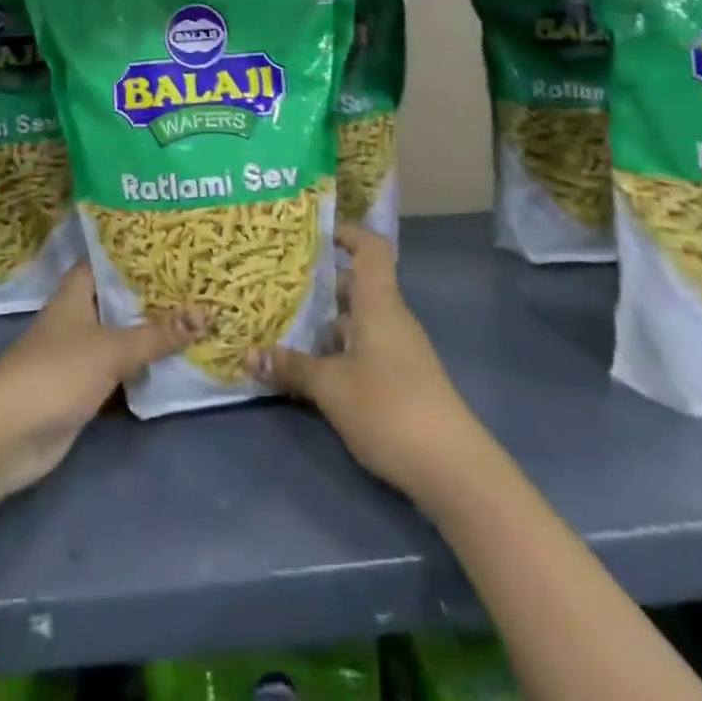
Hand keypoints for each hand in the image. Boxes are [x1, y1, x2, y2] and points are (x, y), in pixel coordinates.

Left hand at [0, 265, 198, 523]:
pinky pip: (121, 369)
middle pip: (121, 299)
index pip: (110, 259)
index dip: (139, 251)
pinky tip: (177, 361)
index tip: (176, 244)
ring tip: (199, 315)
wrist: (7, 436)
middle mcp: (78, 317)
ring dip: (153, 332)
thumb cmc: (55, 373)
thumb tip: (205, 315)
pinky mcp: (84, 388)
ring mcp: (80, 354)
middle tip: (199, 281)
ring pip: (123, 335)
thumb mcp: (112, 348)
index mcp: (77, 292)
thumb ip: (157, 334)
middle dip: (155, 294)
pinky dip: (144, 367)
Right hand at [251, 224, 482, 498]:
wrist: (452, 467)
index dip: (347, 233)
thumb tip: (249, 354)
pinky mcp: (399, 379)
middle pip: (356, 285)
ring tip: (282, 323)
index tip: (314, 232)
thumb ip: (292, 367)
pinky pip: (362, 348)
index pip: (371, 249)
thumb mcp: (331, 387)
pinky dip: (336, 349)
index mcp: (379, 303)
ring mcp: (397, 350)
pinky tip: (308, 366)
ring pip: (356, 320)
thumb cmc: (389, 407)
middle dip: (320, 283)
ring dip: (324, 321)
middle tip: (278, 282)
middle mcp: (390, 318)